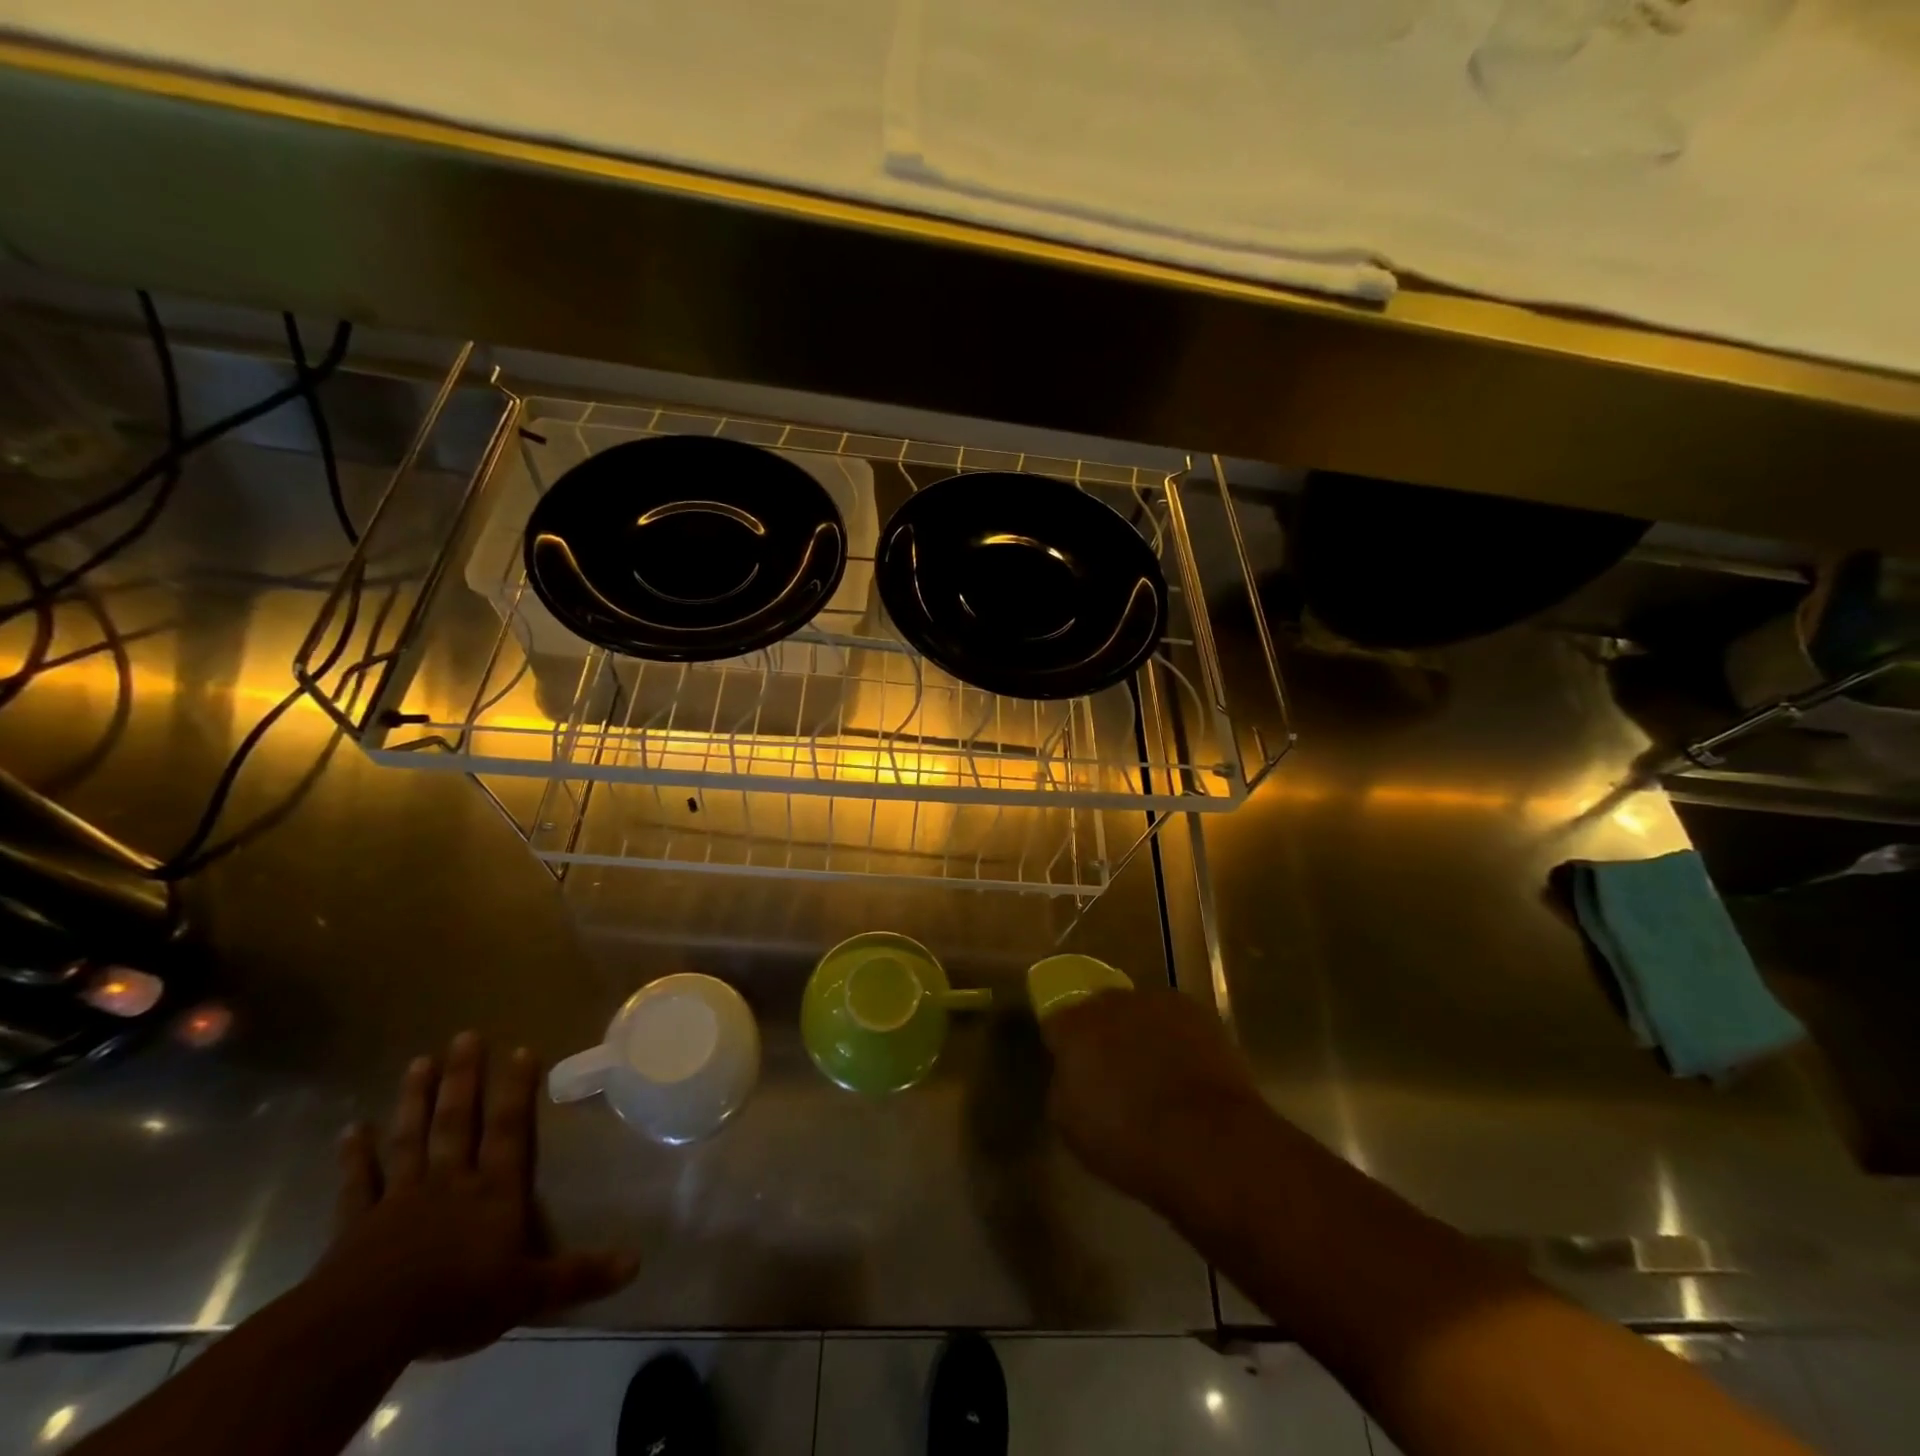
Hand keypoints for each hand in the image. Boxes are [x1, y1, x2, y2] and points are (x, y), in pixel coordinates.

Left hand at [316, 1032, 637, 1358]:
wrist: (366, 1328)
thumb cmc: (456, 1300)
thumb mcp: (528, 1292)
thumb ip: (579, 1274)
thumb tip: (637, 1262)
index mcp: (493, 1191)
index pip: (509, 1130)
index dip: (516, 1089)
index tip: (521, 1048)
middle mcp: (450, 1182)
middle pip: (457, 1121)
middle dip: (463, 1078)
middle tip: (465, 1035)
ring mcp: (400, 1199)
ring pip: (411, 1138)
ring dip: (415, 1100)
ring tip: (419, 1061)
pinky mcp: (356, 1226)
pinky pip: (358, 1184)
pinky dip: (354, 1157)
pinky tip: (351, 1130)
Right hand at [1041, 990, 1270, 1210]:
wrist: (1208, 1141)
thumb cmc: (1129, 1141)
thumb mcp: (1070, 1126)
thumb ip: (1063, 1087)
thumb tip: (1071, 1075)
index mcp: (1074, 1027)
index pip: (1057, 1025)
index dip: (1065, 1048)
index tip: (1074, 1073)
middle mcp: (1111, 1002)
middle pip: (1100, 1011)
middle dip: (1104, 1036)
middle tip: (1115, 1073)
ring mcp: (1156, 1002)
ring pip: (1140, 1013)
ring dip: (1141, 1034)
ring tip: (1157, 1074)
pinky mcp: (1197, 1011)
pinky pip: (1176, 1020)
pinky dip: (1177, 1039)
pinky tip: (1188, 1071)